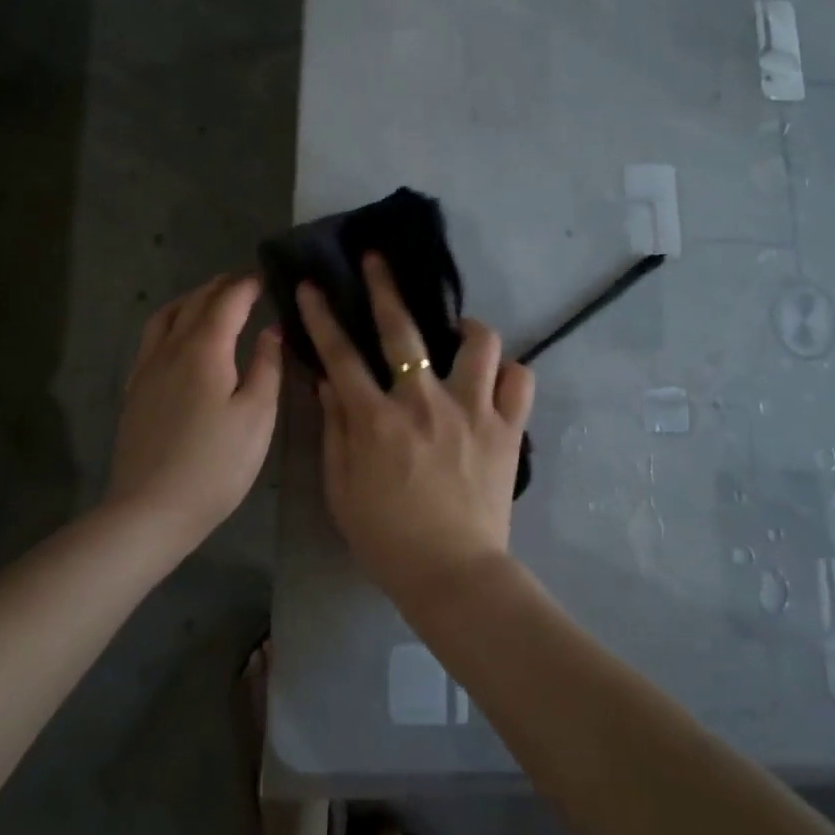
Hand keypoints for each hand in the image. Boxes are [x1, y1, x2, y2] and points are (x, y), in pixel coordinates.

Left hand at [106, 274, 282, 548]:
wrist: (151, 509)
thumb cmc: (216, 464)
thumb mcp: (257, 416)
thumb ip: (267, 367)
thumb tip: (271, 330)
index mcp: (203, 350)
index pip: (226, 302)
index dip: (246, 286)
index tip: (264, 277)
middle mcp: (169, 350)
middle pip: (193, 303)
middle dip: (219, 287)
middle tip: (242, 283)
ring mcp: (146, 370)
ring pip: (165, 317)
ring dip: (190, 300)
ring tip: (210, 301)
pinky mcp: (135, 392)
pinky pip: (151, 339)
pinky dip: (170, 323)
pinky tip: (179, 339)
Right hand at [297, 255, 533, 608]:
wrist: (452, 573)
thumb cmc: (386, 538)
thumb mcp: (340, 489)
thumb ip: (334, 431)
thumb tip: (328, 383)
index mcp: (376, 420)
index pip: (341, 355)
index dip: (323, 317)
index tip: (314, 286)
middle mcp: (423, 403)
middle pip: (404, 330)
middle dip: (385, 286)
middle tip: (378, 260)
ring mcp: (471, 411)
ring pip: (479, 344)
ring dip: (466, 329)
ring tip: (458, 333)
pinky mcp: (506, 429)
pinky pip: (520, 381)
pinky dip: (510, 374)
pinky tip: (496, 379)